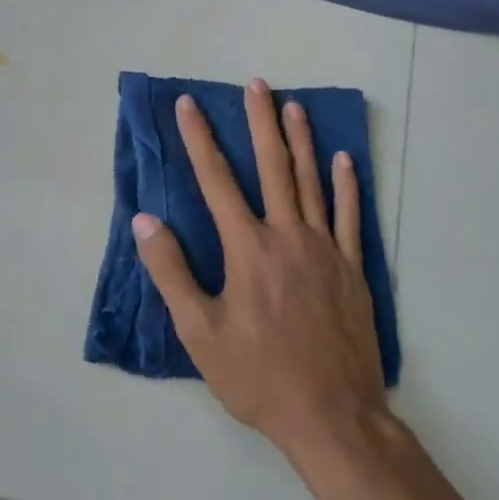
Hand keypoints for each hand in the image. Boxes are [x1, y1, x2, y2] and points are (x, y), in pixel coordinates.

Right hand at [132, 80, 387, 460]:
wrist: (331, 415)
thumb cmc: (258, 376)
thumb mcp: (200, 334)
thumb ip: (172, 273)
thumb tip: (146, 221)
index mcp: (247, 248)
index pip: (216, 180)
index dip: (200, 139)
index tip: (189, 105)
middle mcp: (287, 235)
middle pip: (272, 166)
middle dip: (260, 122)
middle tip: (257, 84)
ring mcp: (325, 249)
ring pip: (312, 181)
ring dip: (301, 141)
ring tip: (294, 106)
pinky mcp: (352, 268)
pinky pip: (351, 216)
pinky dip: (347, 185)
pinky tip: (344, 159)